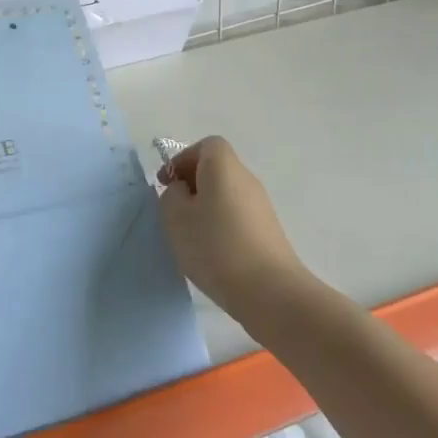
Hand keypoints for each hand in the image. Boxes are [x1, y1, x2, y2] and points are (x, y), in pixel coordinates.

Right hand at [157, 137, 308, 321]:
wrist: (269, 291)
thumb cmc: (216, 246)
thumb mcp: (176, 218)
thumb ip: (172, 196)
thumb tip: (183, 192)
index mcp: (224, 166)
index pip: (206, 146)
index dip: (183, 159)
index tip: (167, 184)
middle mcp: (246, 178)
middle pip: (217, 169)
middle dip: (193, 185)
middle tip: (174, 211)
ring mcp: (261, 206)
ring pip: (226, 195)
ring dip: (206, 208)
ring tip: (190, 237)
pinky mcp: (268, 231)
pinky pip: (237, 216)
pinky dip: (221, 226)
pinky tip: (212, 253)